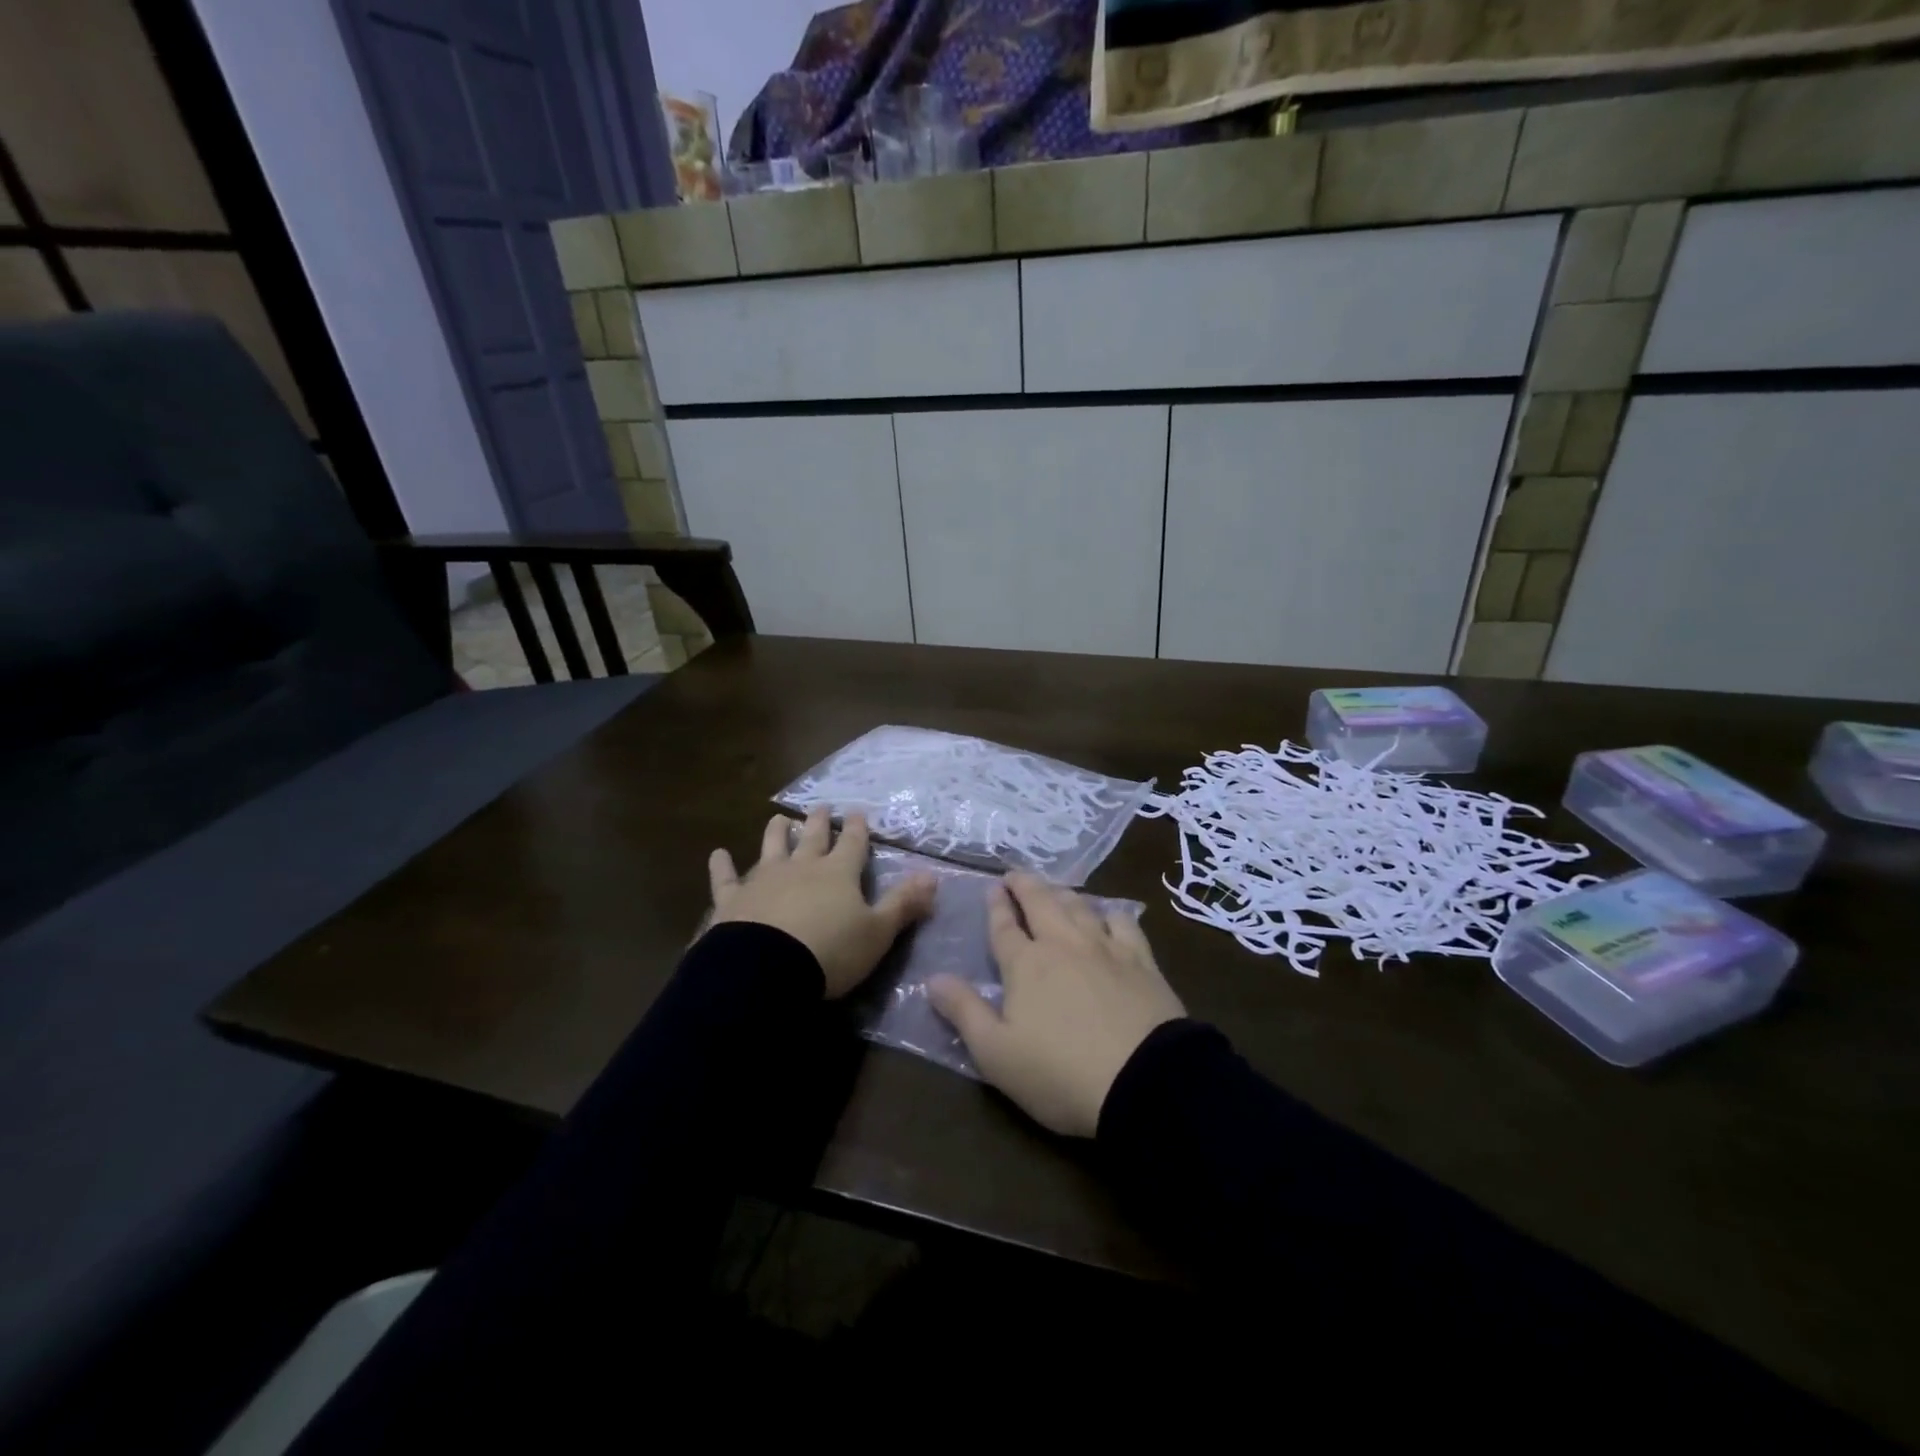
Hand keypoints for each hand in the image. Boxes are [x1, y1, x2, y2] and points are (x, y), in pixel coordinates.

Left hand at [708, 808, 935, 998]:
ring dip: (777, 832)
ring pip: (772, 847)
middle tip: (821, 807)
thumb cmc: (830, 952)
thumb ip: (904, 903)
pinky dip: (723, 866)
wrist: (766, 970)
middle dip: (819, 821)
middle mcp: (802, 867)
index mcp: (839, 873)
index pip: (853, 844)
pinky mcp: (733, 899)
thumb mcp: (878, 932)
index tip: (858, 812)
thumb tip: (933, 877)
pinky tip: (718, 854)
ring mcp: (764, 879)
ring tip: (780, 819)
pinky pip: (727, 878)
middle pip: (813, 837)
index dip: (858, 828)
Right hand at [928, 871, 1184, 1137]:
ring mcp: (1105, 948)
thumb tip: (932, 979)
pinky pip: (1123, 923)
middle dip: (1025, 885)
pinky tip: (1108, 915)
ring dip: (1062, 893)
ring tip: (1054, 889)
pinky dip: (1110, 912)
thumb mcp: (995, 1053)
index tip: (992, 888)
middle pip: (1041, 902)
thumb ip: (963, 1012)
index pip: (1004, 926)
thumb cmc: (1059, 1073)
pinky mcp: (1141, 961)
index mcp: (1025, 964)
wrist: (1144, 1082)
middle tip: (1015, 874)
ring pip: (1079, 906)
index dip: (996, 906)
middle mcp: (1063, 944)